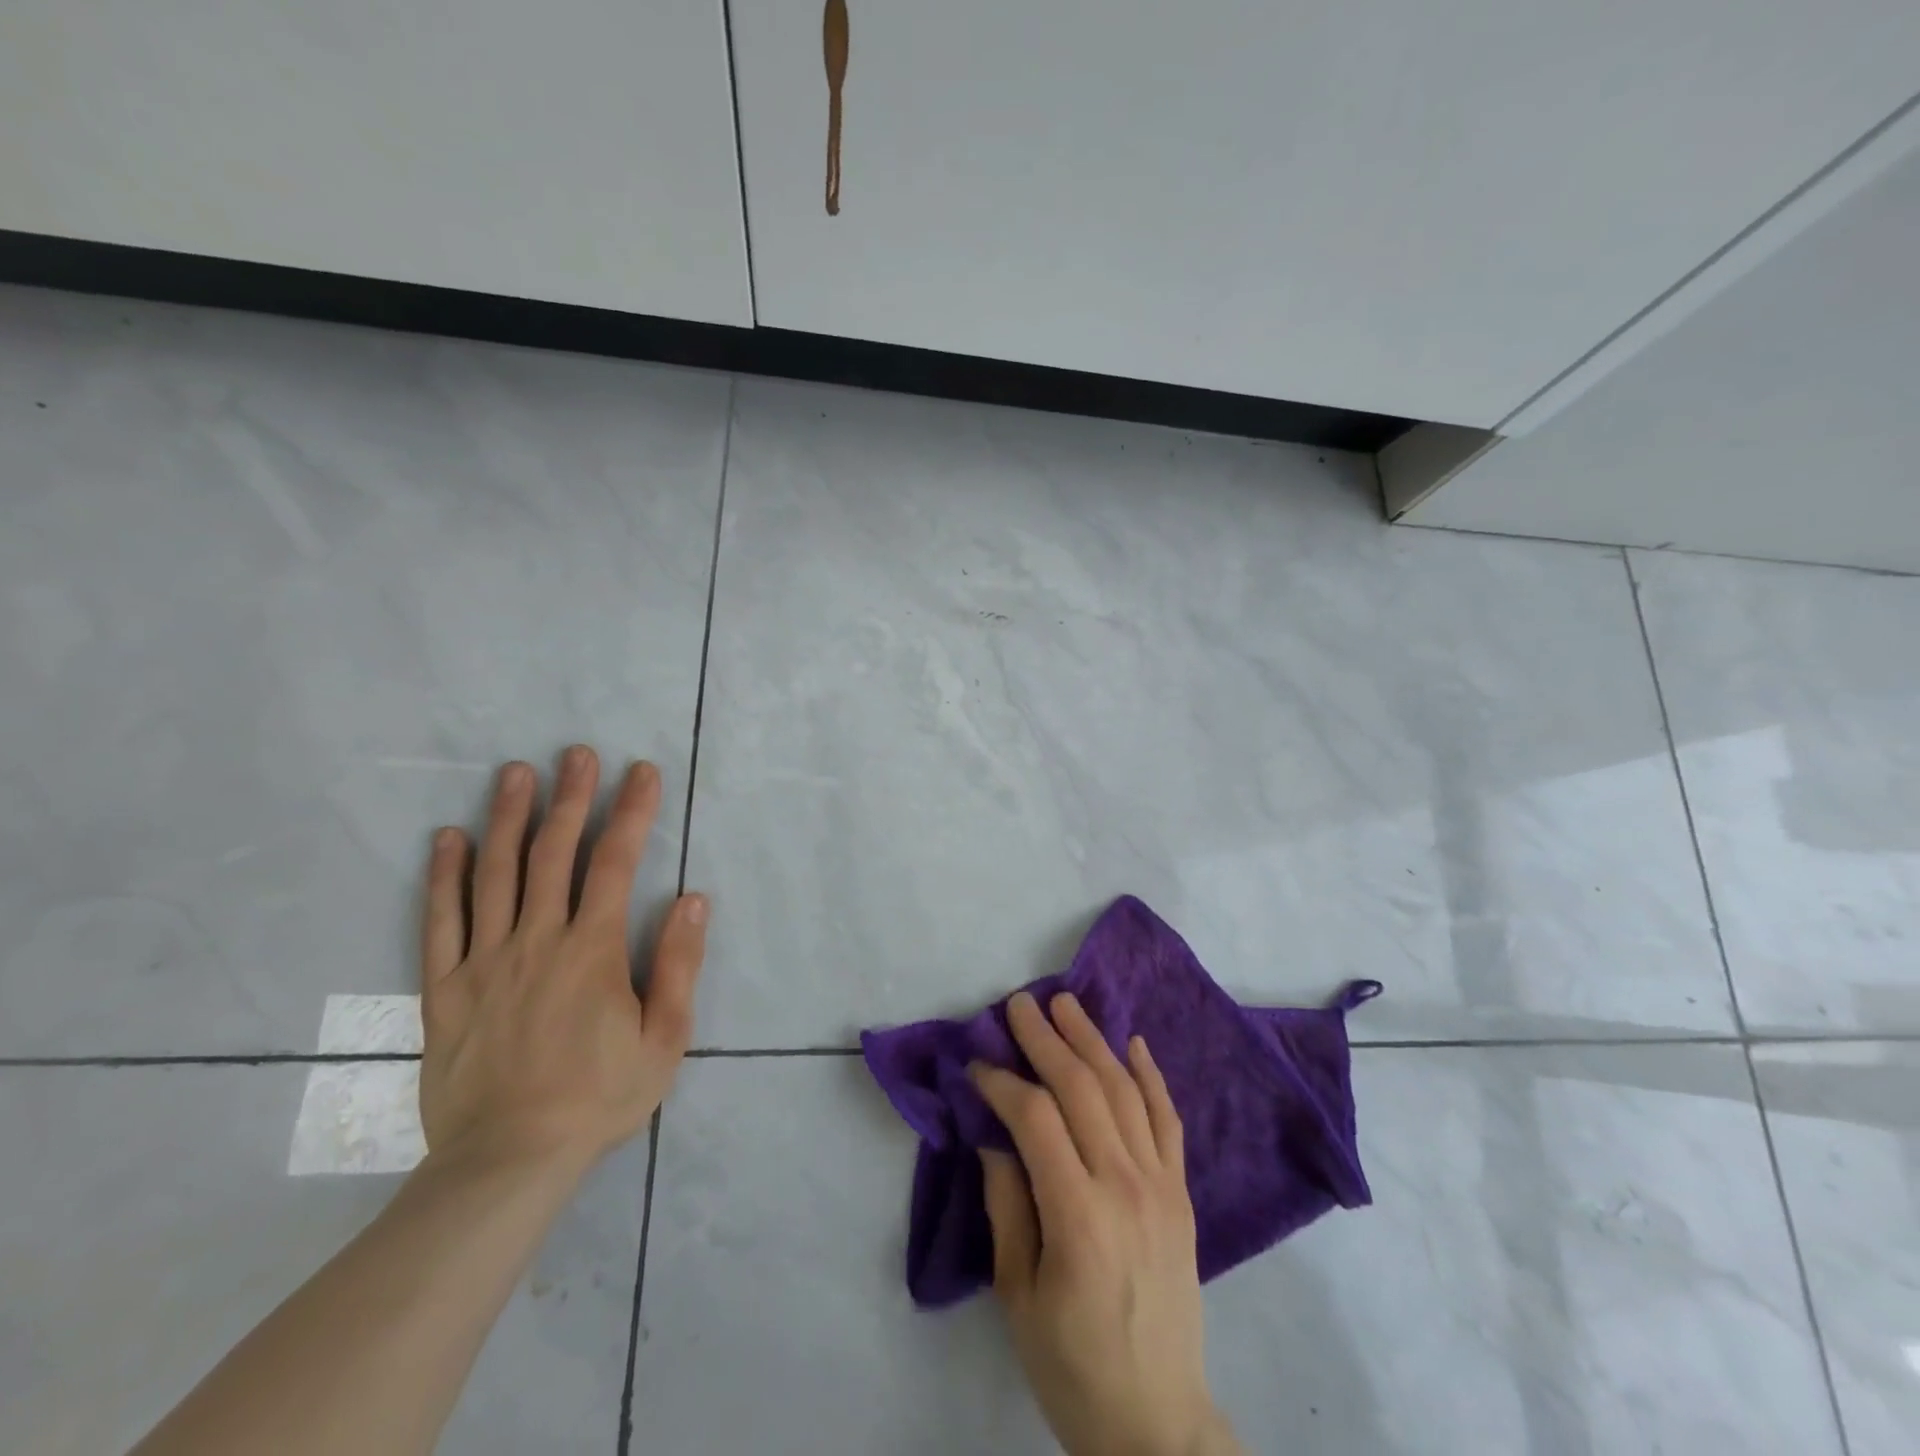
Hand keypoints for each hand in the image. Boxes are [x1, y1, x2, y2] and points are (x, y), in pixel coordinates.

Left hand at [418, 747, 707, 1175]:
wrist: (508, 1160)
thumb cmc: (599, 1097)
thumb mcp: (664, 1038)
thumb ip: (678, 964)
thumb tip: (691, 898)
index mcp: (592, 951)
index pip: (615, 864)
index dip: (632, 812)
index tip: (642, 772)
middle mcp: (537, 941)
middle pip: (553, 854)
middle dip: (571, 798)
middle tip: (577, 753)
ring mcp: (485, 961)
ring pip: (495, 874)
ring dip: (509, 818)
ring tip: (516, 773)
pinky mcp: (445, 988)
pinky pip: (440, 921)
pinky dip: (444, 876)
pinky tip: (450, 838)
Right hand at [971, 993, 1241, 1455]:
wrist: (1157, 1421)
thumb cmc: (1072, 1364)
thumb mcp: (1018, 1295)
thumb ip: (1007, 1206)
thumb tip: (994, 1137)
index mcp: (1078, 1215)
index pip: (1036, 1119)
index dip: (1002, 1083)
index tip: (976, 1065)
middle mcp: (1125, 1185)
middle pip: (1082, 1089)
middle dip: (1046, 1039)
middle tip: (1019, 1004)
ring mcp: (1161, 1185)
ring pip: (1125, 1091)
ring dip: (1093, 1041)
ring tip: (1067, 1004)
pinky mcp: (1181, 1193)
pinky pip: (1168, 1120)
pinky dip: (1151, 1077)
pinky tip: (1134, 1043)